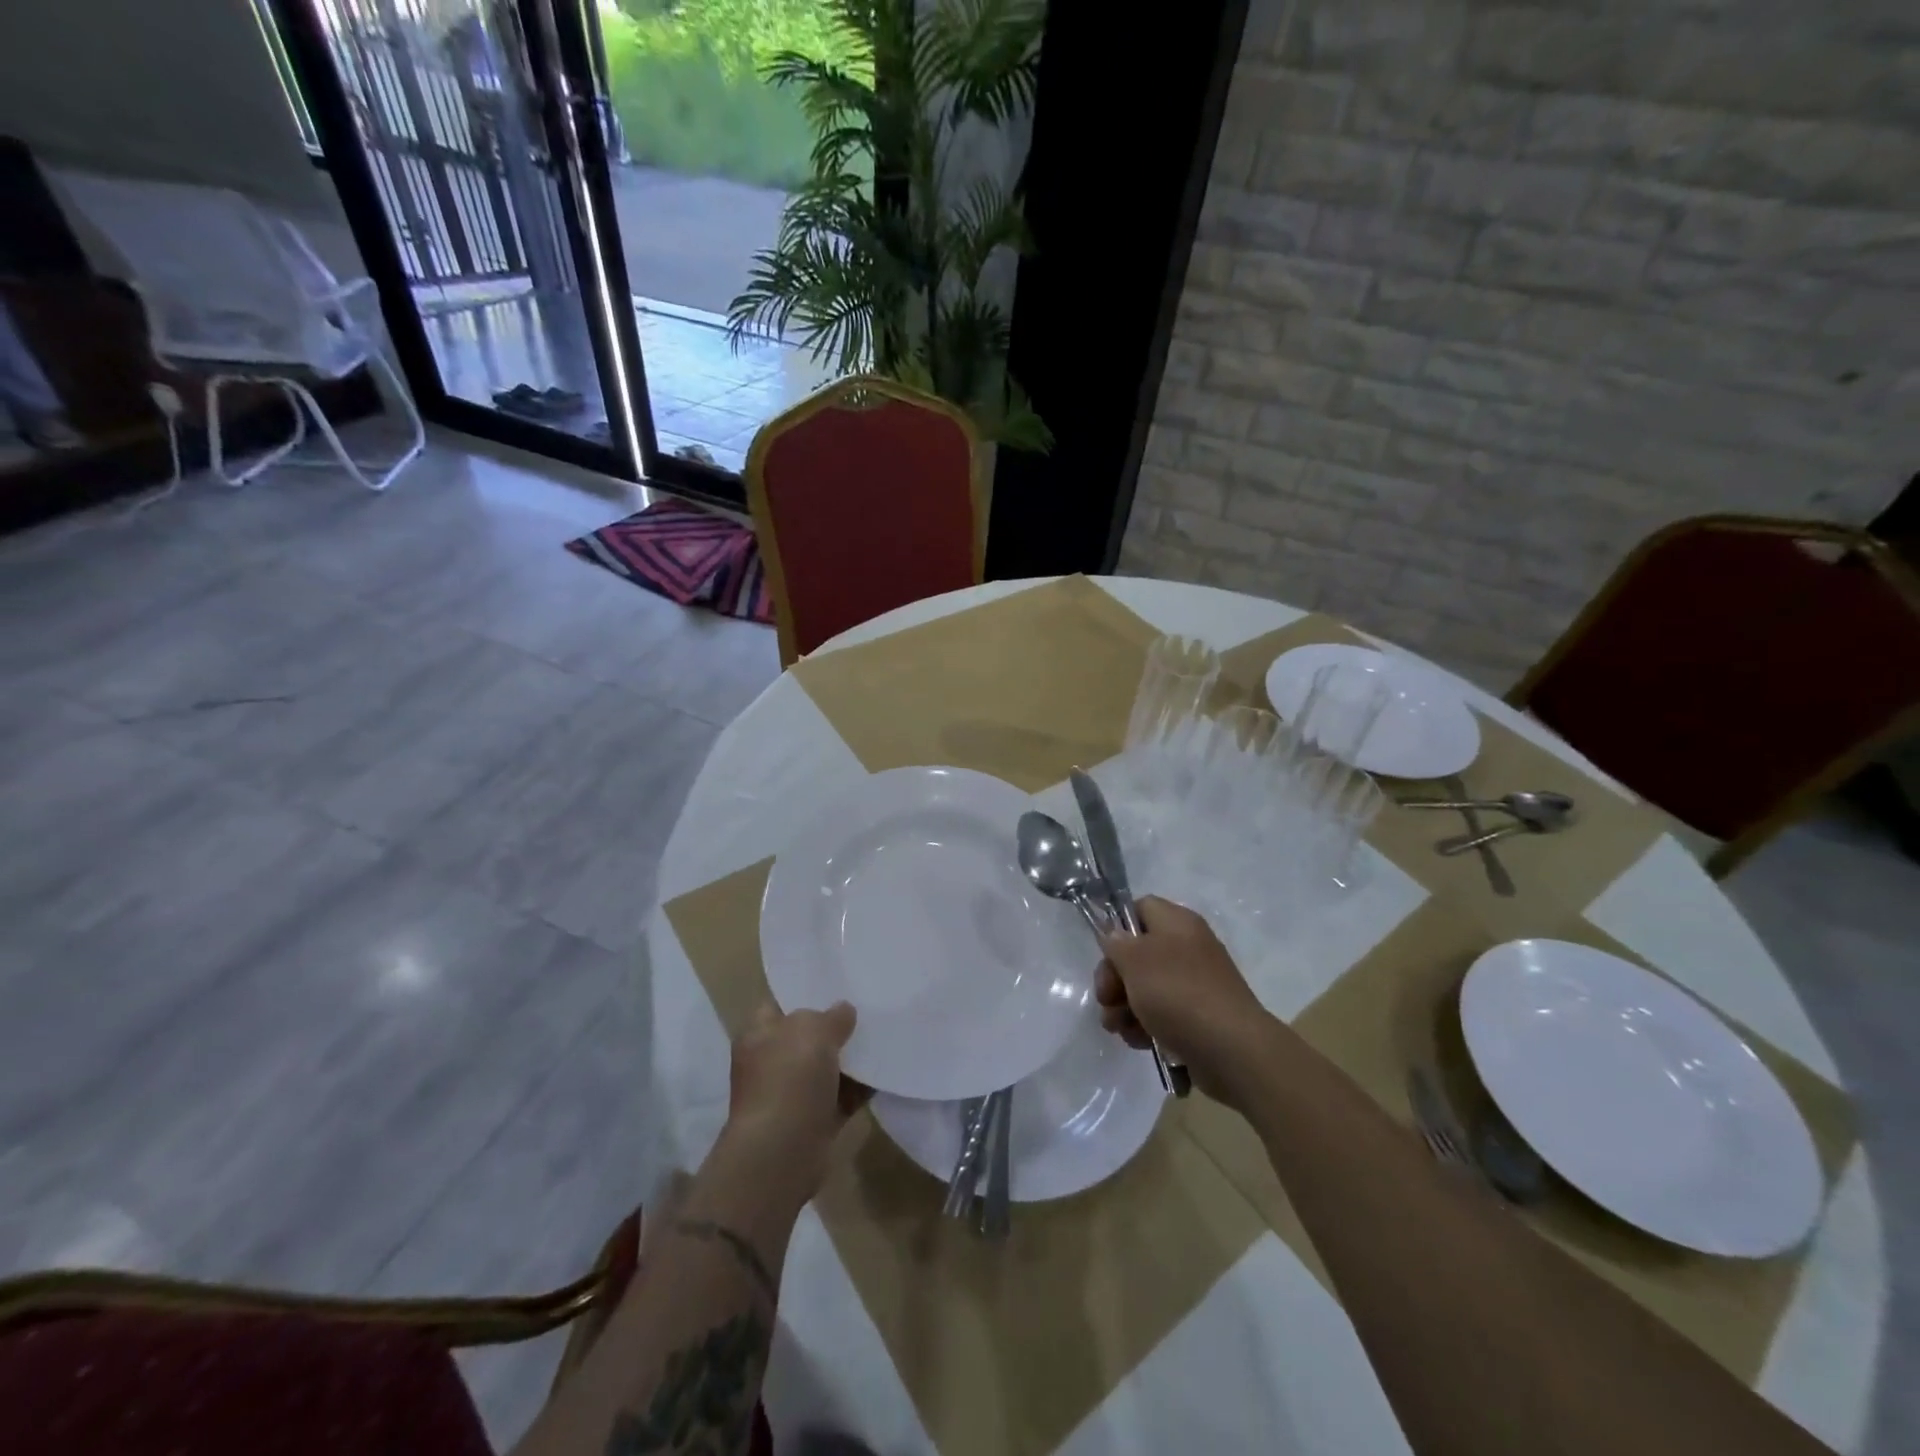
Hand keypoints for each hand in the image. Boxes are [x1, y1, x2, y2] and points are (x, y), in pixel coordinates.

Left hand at [723, 1001, 866, 1197]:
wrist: (783, 1152)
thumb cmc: (789, 1079)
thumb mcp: (813, 1030)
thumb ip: (832, 1016)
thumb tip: (844, 1011)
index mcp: (759, 1035)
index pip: (778, 1005)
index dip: (804, 995)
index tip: (836, 987)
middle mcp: (771, 1063)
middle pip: (806, 1038)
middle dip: (834, 1027)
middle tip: (867, 1009)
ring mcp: (791, 1094)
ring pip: (826, 1068)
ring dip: (850, 1059)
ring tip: (882, 1037)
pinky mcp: (813, 1121)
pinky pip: (842, 1097)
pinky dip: (860, 1089)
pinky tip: (884, 1073)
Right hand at [1096, 896, 1276, 1106]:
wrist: (1232, 1050)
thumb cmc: (1178, 993)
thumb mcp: (1135, 960)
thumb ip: (1116, 942)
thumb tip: (1114, 936)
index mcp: (1177, 922)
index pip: (1140, 908)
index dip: (1118, 927)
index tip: (1105, 954)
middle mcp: (1187, 947)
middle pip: (1137, 952)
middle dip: (1114, 978)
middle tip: (1106, 999)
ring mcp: (1194, 984)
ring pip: (1145, 987)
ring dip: (1124, 1007)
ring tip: (1118, 1028)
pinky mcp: (1197, 1017)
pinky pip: (1161, 1014)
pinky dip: (1145, 1026)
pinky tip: (1140, 1041)